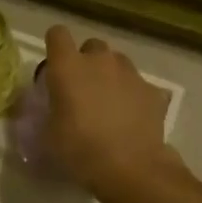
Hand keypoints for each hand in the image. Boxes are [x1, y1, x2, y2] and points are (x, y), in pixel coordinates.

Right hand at [42, 26, 178, 197]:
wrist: (131, 168)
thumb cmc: (80, 150)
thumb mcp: (49, 134)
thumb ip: (49, 111)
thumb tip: (53, 108)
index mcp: (68, 67)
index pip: (57, 34)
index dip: (55, 46)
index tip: (55, 66)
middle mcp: (99, 60)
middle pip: (91, 46)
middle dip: (87, 62)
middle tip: (83, 90)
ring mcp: (130, 73)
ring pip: (117, 62)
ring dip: (111, 76)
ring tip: (109, 104)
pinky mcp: (152, 90)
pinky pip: (138, 85)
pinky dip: (133, 96)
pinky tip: (132, 119)